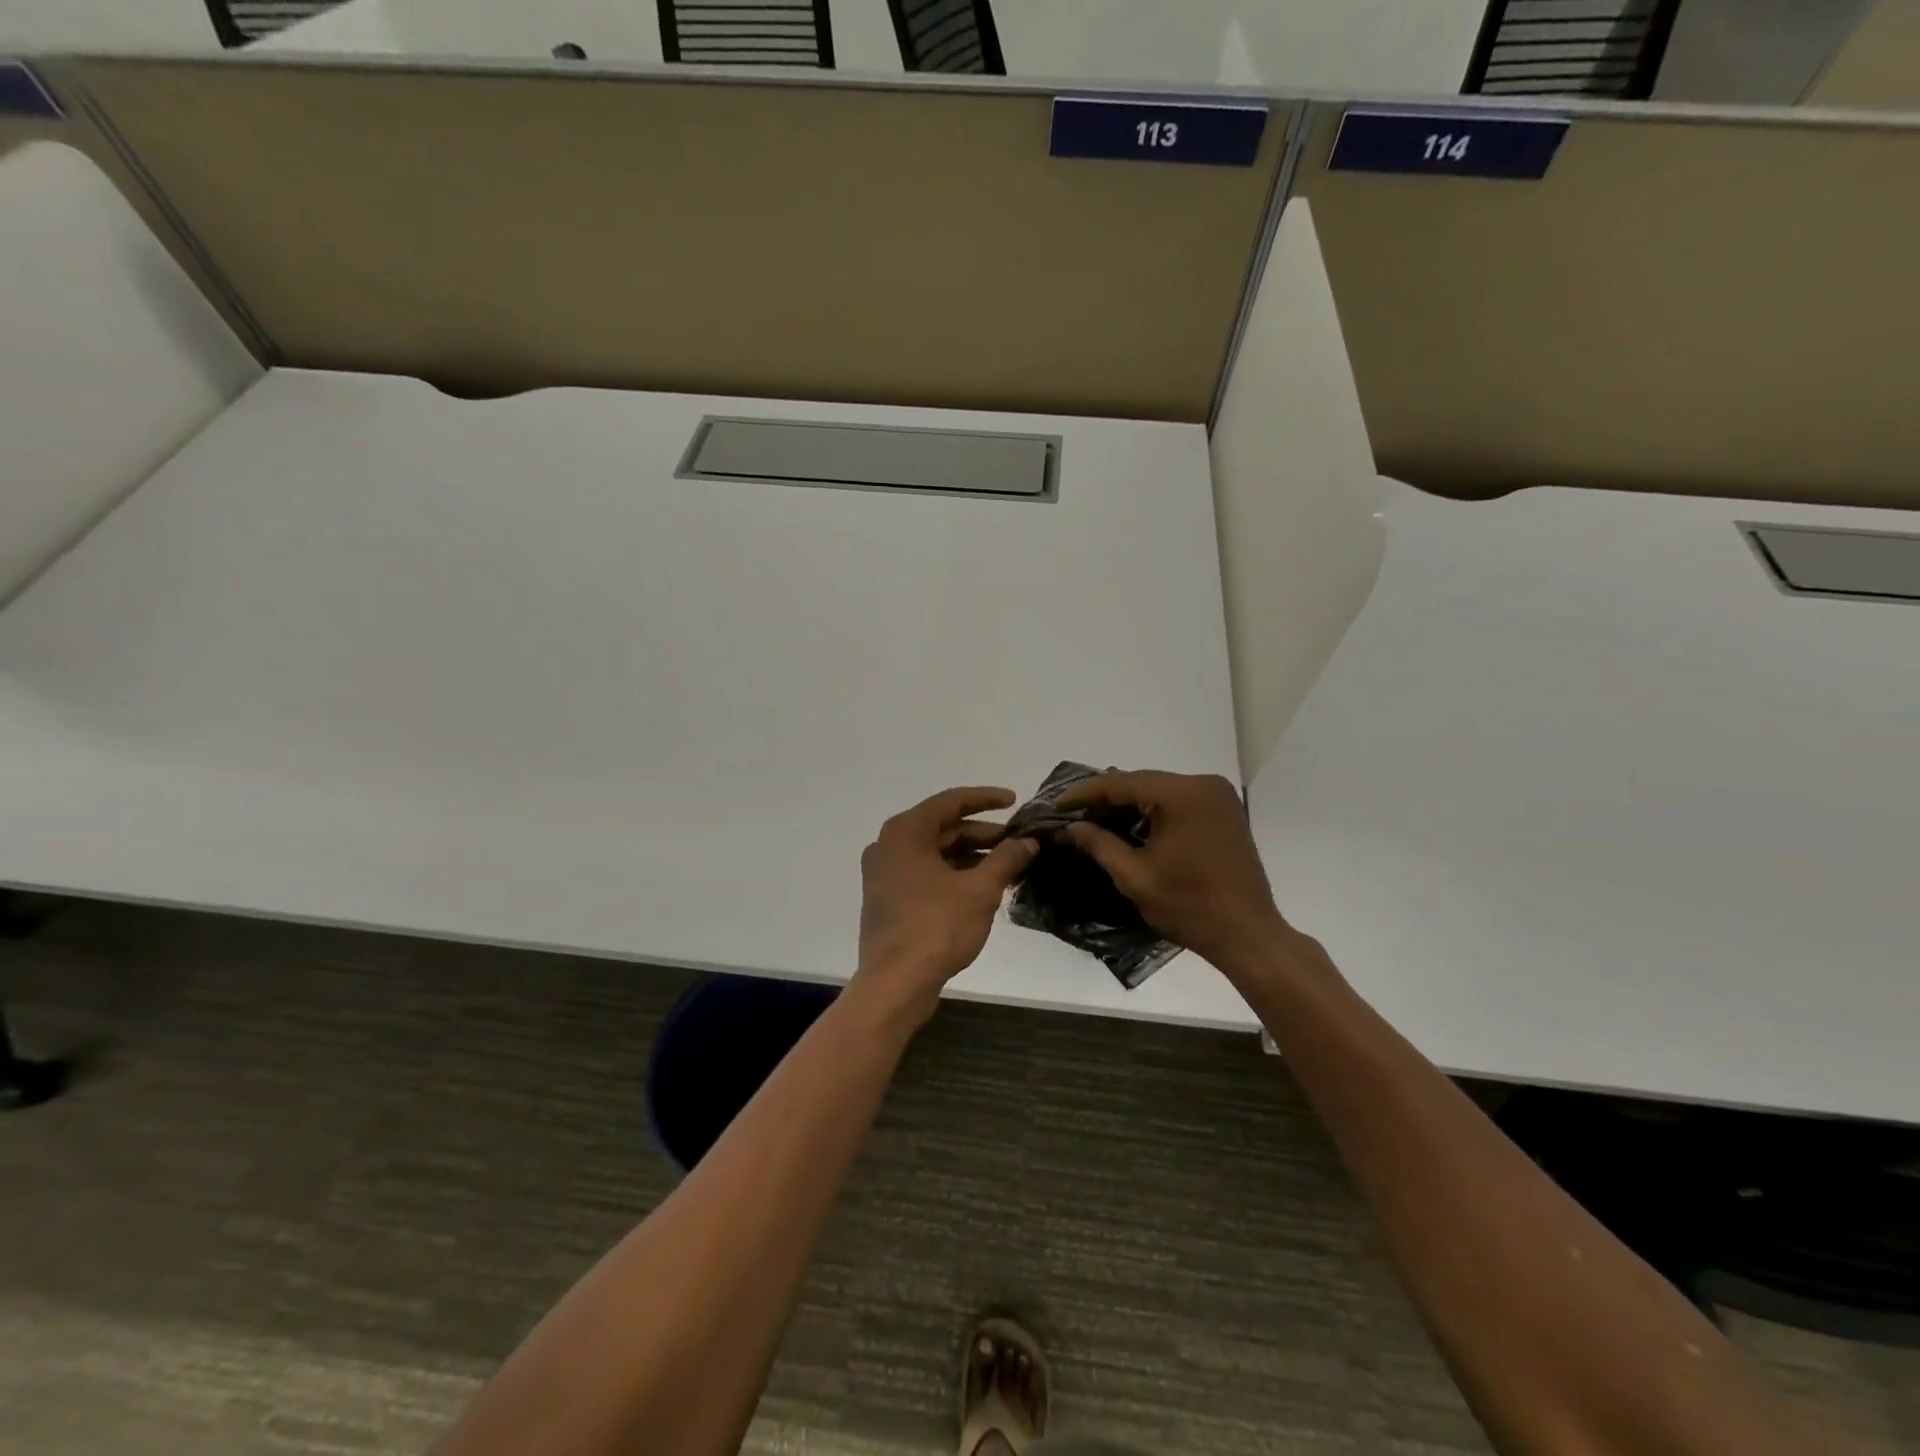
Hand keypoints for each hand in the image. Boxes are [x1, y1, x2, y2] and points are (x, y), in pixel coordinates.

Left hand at [854, 786, 1038, 1024]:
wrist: (895, 983)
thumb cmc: (936, 927)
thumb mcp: (980, 890)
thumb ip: (1006, 859)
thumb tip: (1029, 842)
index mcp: (906, 832)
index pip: (951, 802)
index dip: (986, 799)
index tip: (1016, 800)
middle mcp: (889, 845)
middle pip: (943, 828)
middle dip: (983, 833)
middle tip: (1019, 840)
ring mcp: (884, 873)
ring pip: (936, 853)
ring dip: (972, 856)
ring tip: (1010, 865)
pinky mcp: (887, 897)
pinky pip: (926, 873)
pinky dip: (954, 874)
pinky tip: (984, 886)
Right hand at [1057, 771, 1287, 974]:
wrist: (1248, 935)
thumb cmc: (1189, 907)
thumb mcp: (1135, 876)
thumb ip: (1099, 844)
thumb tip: (1070, 827)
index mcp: (1182, 795)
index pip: (1122, 783)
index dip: (1085, 793)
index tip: (1056, 805)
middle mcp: (1203, 784)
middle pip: (1142, 783)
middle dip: (1106, 798)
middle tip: (1072, 814)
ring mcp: (1218, 796)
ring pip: (1159, 791)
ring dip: (1128, 804)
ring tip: (1094, 820)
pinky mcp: (1224, 812)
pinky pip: (1178, 802)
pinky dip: (1152, 812)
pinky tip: (1129, 826)